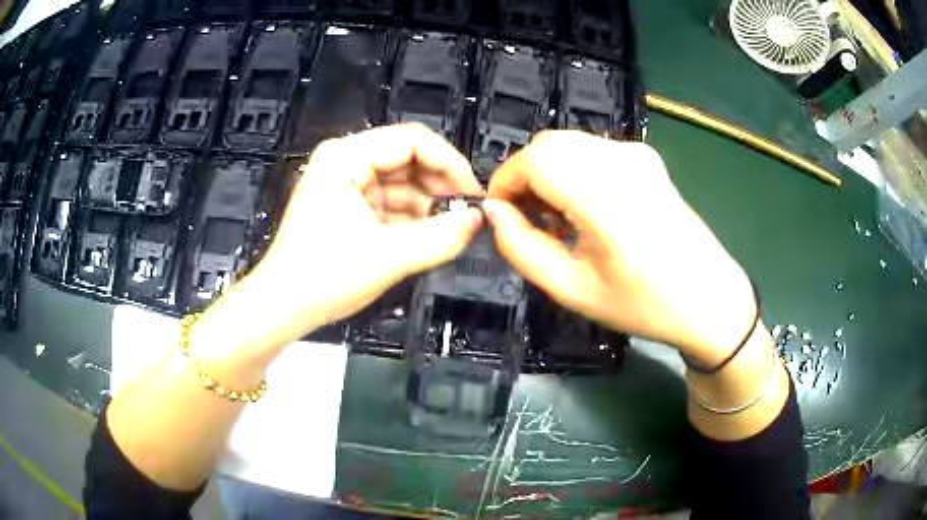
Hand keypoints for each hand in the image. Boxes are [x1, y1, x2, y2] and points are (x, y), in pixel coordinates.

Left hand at [199, 124, 483, 355]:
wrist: (282, 308)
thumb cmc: (323, 278)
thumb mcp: (389, 256)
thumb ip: (441, 237)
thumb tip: (478, 221)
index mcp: (346, 156)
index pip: (412, 140)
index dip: (449, 163)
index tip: (474, 193)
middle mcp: (344, 160)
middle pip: (407, 159)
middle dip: (439, 187)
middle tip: (466, 214)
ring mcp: (344, 183)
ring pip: (401, 183)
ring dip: (426, 205)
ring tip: (450, 230)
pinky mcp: (346, 206)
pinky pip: (388, 202)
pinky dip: (410, 218)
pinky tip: (428, 236)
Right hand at [484, 131, 755, 363]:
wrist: (710, 298)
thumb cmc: (643, 304)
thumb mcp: (572, 288)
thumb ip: (521, 247)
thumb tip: (493, 212)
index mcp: (604, 196)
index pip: (533, 159)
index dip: (504, 181)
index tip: (500, 214)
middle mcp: (621, 160)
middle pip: (548, 144)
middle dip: (524, 176)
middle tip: (527, 220)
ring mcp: (638, 154)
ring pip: (569, 144)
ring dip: (548, 172)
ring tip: (558, 220)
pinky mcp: (648, 158)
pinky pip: (592, 150)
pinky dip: (573, 169)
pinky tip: (585, 207)